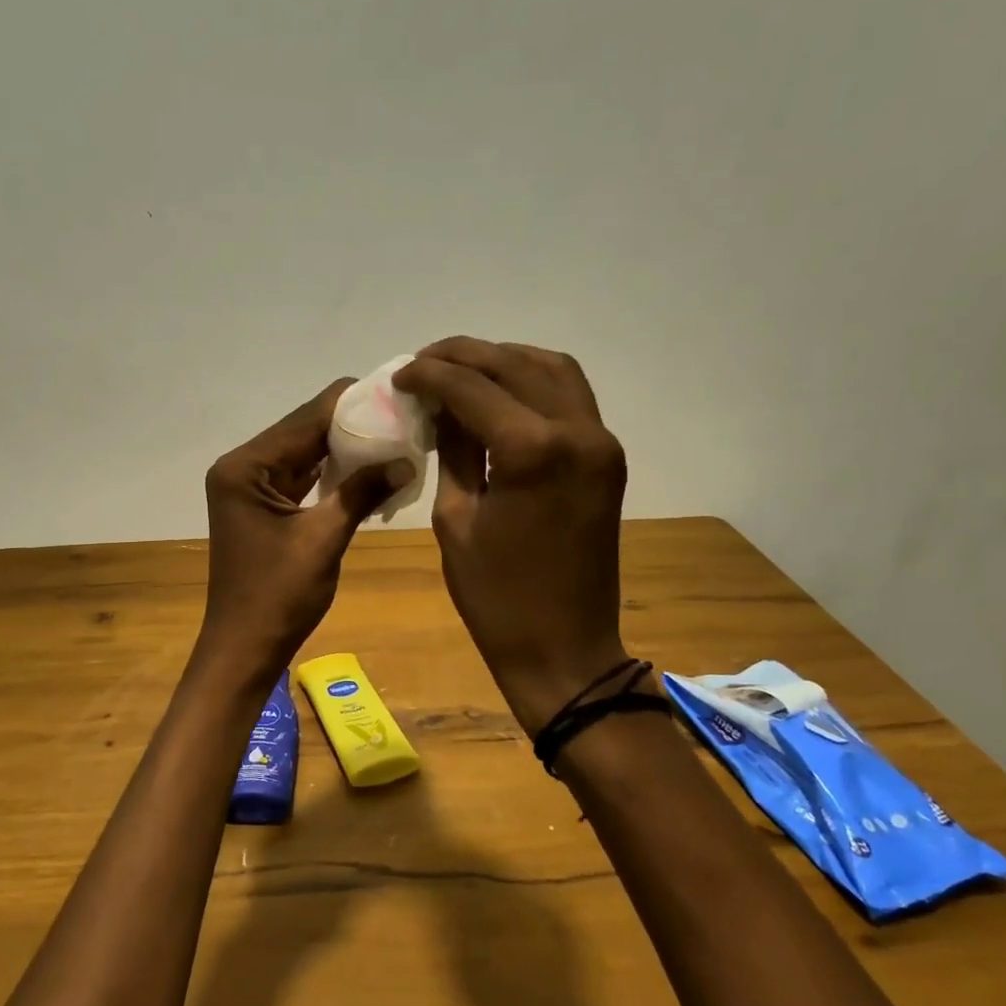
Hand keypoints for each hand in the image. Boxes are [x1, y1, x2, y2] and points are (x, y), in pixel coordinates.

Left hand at [199, 380, 414, 677]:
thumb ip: (361, 492)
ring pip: (306, 452)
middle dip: (354, 425)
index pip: (306, 417)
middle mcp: (243, 466)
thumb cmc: (278, 597)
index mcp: (246, 466)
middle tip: (407, 418)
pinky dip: (334, 474)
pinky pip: (303, 477)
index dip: (354, 403)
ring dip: (347, 448)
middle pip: (305, 430)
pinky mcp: (262, 505)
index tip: (401, 394)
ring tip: (398, 438)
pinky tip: (371, 469)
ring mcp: (251, 486)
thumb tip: (406, 459)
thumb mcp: (323, 539)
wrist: (244, 649)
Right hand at [394, 339, 627, 734]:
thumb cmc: (496, 597)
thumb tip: (440, 406)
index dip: (429, 375)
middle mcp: (577, 431)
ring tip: (460, 371)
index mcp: (532, 450)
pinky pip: (571, 398)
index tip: (399, 376)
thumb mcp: (455, 520)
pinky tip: (500, 393)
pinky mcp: (607, 458)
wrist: (564, 649)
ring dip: (504, 361)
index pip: (472, 387)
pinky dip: (533, 383)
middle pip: (515, 365)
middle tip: (423, 364)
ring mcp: (600, 442)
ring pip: (552, 369)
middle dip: (464, 356)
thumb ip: (452, 450)